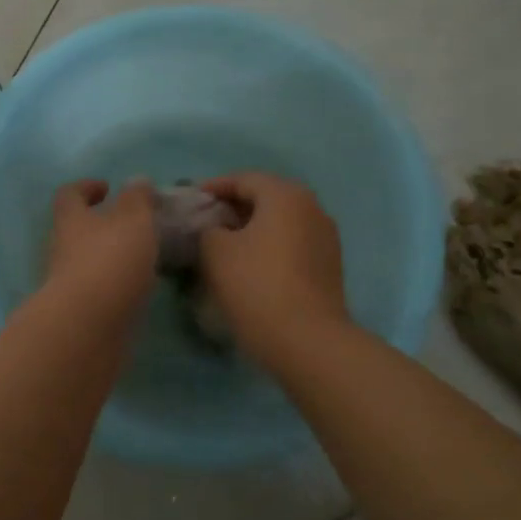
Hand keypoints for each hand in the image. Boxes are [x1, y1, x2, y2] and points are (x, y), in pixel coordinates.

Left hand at [41, 179, 158, 324]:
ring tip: (142, 258)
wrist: (87, 327)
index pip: (69, 195)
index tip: (107, 188)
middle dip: (101, 226)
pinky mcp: (79, 312)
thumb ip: (137, 200)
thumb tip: (136, 182)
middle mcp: (62, 249)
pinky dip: (115, 286)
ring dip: (110, 257)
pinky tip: (138, 289)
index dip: (86, 187)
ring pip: (87, 262)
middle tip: (132, 226)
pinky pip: (98, 291)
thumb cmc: (109, 262)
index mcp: (71, 221)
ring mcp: (67, 284)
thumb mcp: (133, 221)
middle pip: (76, 230)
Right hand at [198, 172, 349, 366]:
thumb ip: (207, 228)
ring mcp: (326, 237)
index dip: (213, 188)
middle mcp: (312, 207)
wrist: (307, 340)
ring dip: (252, 228)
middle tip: (205, 222)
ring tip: (224, 245)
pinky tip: (250, 265)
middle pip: (266, 197)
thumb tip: (213, 229)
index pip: (243, 179)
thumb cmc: (256, 285)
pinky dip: (269, 246)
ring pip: (281, 222)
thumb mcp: (215, 251)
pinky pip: (292, 243)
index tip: (191, 202)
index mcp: (285, 195)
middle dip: (234, 207)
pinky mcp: (329, 265)